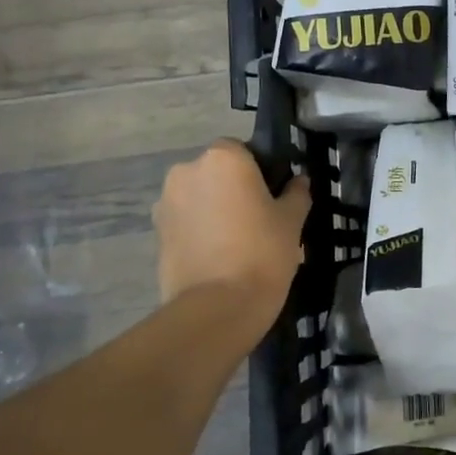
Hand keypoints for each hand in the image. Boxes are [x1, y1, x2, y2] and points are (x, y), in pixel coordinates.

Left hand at [154, 142, 310, 326]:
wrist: (219, 306)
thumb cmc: (263, 251)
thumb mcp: (292, 220)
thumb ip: (296, 194)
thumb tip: (299, 181)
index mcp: (223, 158)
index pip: (241, 149)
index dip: (258, 169)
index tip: (272, 194)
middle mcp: (187, 171)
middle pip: (215, 172)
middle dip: (232, 188)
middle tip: (257, 218)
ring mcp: (166, 203)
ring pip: (198, 197)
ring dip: (213, 209)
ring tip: (236, 241)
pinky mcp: (156, 233)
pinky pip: (185, 221)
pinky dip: (198, 231)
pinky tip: (218, 255)